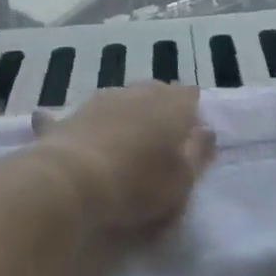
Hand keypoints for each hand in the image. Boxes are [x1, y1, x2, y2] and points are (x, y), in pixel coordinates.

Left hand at [31, 83, 213, 231]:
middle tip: (160, 142)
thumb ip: (199, 152)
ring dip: (127, 114)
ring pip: (122, 99)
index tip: (190, 139)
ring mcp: (102, 99)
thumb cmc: (138, 183)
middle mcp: (139, 92)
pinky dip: (83, 122)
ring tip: (125, 142)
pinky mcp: (71, 114)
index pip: (191, 95)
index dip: (192, 114)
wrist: (72, 180)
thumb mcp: (183, 179)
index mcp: (172, 104)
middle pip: (156, 92)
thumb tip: (207, 131)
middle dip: (160, 110)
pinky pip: (83, 115)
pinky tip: (69, 128)